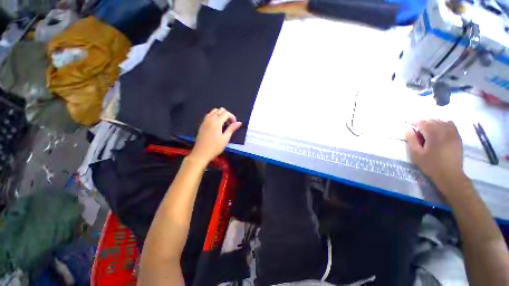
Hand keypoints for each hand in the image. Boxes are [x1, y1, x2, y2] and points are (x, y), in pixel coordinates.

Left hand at [188, 108, 241, 164]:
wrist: (201, 153)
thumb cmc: (215, 147)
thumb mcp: (225, 138)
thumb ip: (232, 129)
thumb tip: (239, 123)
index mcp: (217, 122)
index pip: (226, 113)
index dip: (232, 117)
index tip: (234, 124)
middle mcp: (210, 119)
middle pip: (220, 110)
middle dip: (227, 115)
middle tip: (229, 124)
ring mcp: (205, 121)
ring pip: (214, 111)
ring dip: (220, 115)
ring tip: (223, 124)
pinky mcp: (202, 124)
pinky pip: (209, 115)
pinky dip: (214, 116)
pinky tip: (216, 125)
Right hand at [405, 120, 467, 196]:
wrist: (450, 175)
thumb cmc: (430, 165)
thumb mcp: (416, 154)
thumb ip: (411, 140)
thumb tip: (407, 128)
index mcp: (433, 135)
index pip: (422, 122)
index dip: (414, 122)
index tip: (409, 125)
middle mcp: (444, 131)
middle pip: (432, 120)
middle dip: (423, 122)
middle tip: (417, 128)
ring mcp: (453, 133)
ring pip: (442, 120)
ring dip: (433, 122)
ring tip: (427, 127)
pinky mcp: (457, 137)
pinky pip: (451, 124)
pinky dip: (443, 123)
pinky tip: (439, 128)